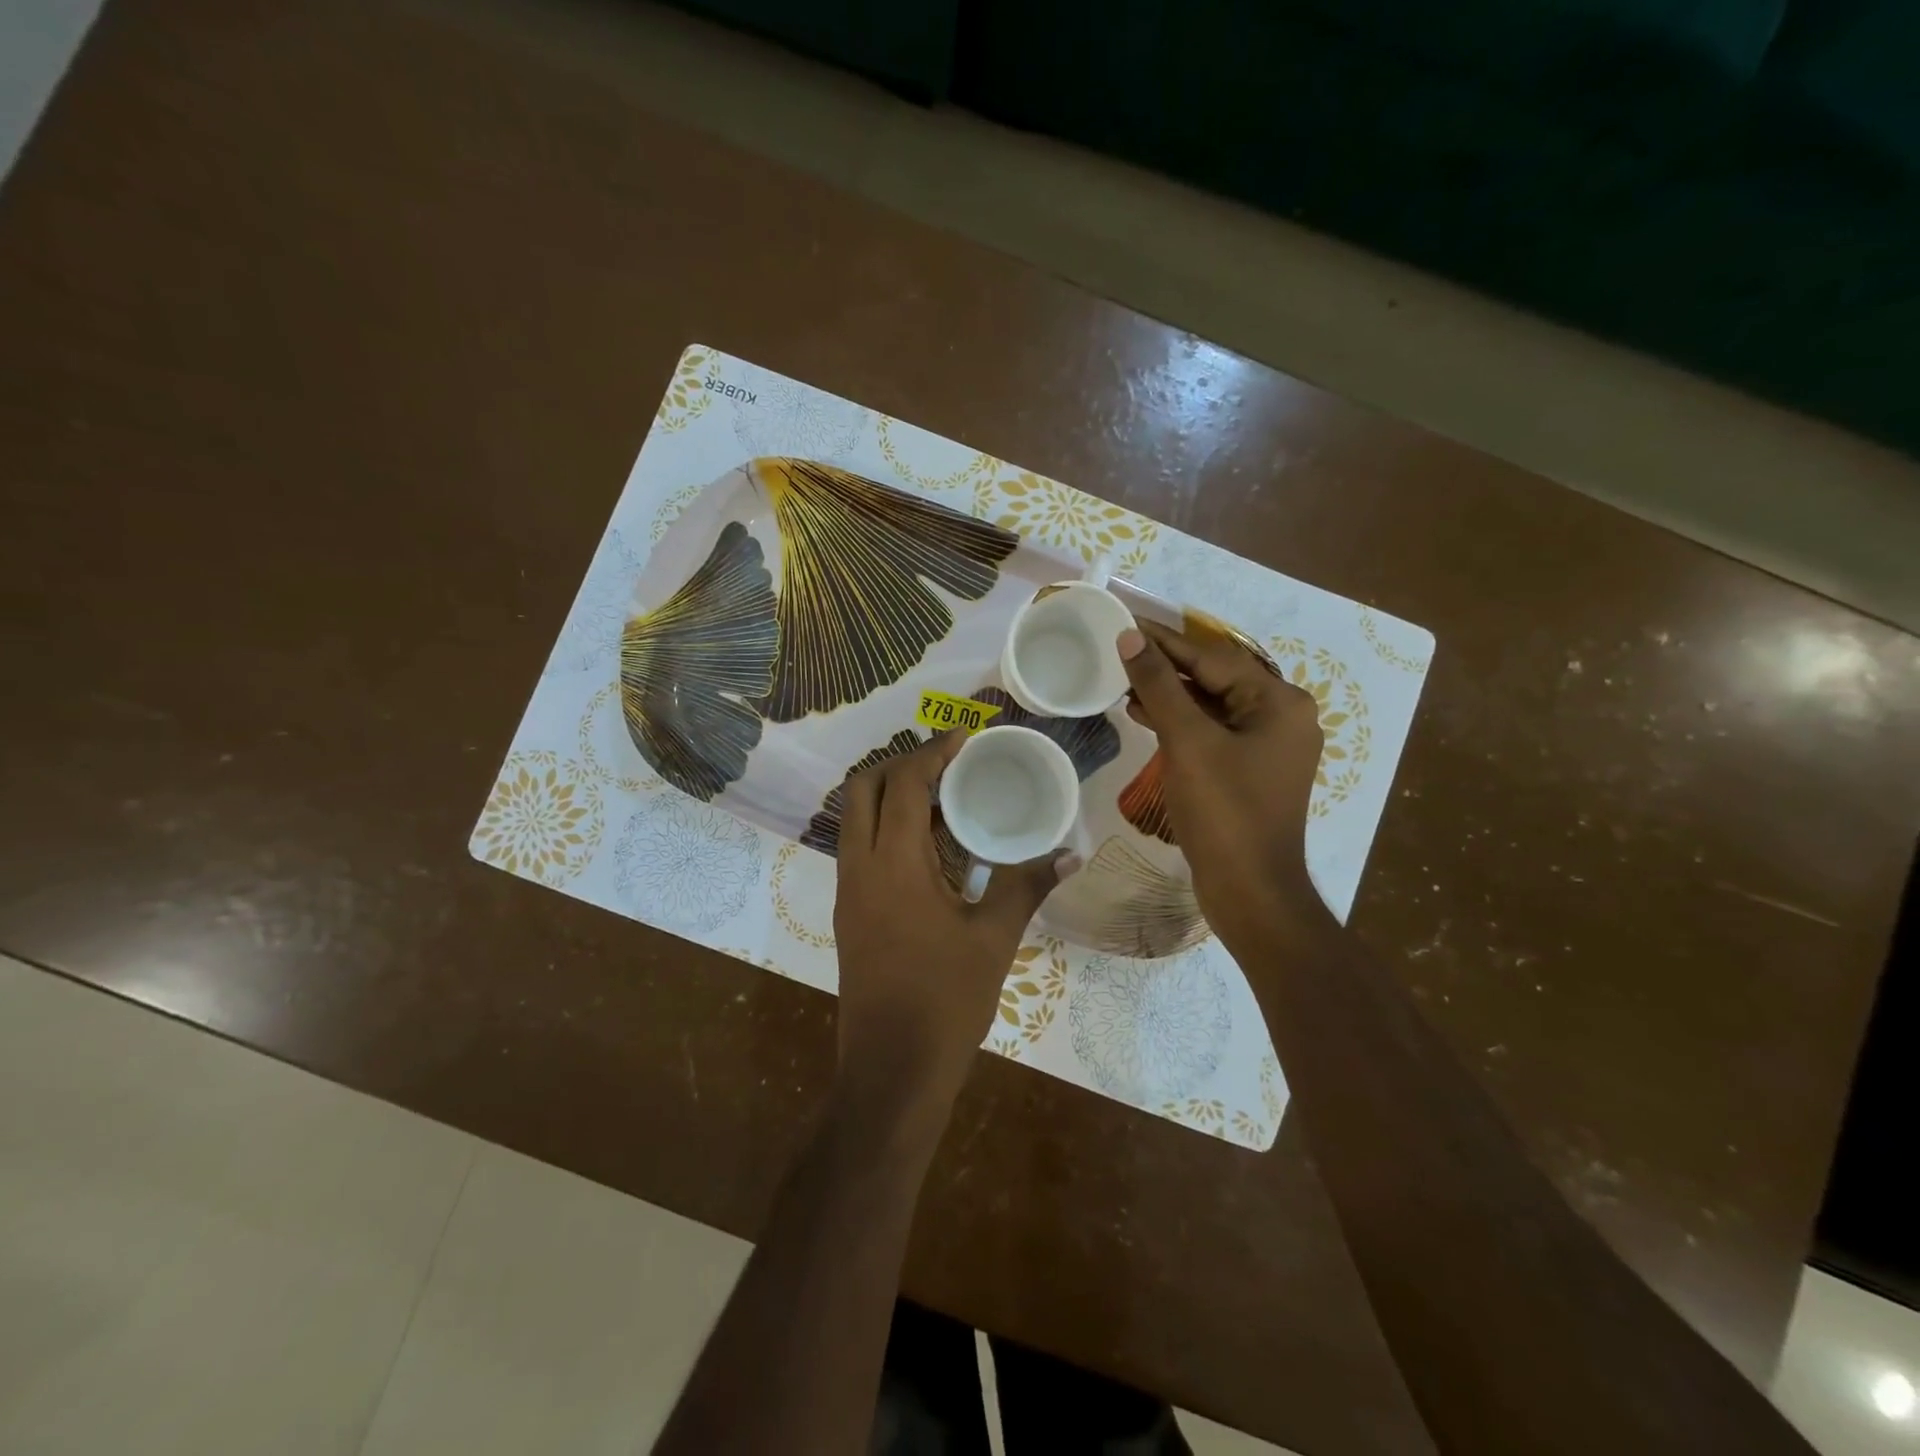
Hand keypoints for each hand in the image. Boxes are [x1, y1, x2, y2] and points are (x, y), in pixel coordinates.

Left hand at [832, 731, 1076, 1129]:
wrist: (892, 1071)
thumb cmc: (946, 1001)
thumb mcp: (994, 939)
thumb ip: (1026, 885)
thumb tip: (1070, 853)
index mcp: (893, 865)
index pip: (904, 785)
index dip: (932, 753)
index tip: (965, 737)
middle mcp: (860, 867)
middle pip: (863, 789)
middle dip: (901, 765)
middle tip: (948, 765)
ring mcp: (848, 891)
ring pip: (856, 818)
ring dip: (892, 796)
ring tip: (944, 798)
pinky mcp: (850, 913)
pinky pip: (861, 848)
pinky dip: (888, 828)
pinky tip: (931, 847)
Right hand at [1118, 620, 1328, 947]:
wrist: (1250, 891)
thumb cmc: (1223, 811)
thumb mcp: (1187, 741)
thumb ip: (1159, 685)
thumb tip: (1131, 637)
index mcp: (1278, 702)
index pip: (1212, 657)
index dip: (1164, 640)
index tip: (1125, 621)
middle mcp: (1281, 716)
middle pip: (1214, 678)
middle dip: (1165, 666)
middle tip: (1119, 650)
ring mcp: (1267, 746)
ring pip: (1211, 706)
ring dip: (1169, 694)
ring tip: (1122, 681)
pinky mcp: (1250, 770)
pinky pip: (1212, 732)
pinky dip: (1179, 722)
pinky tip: (1144, 715)